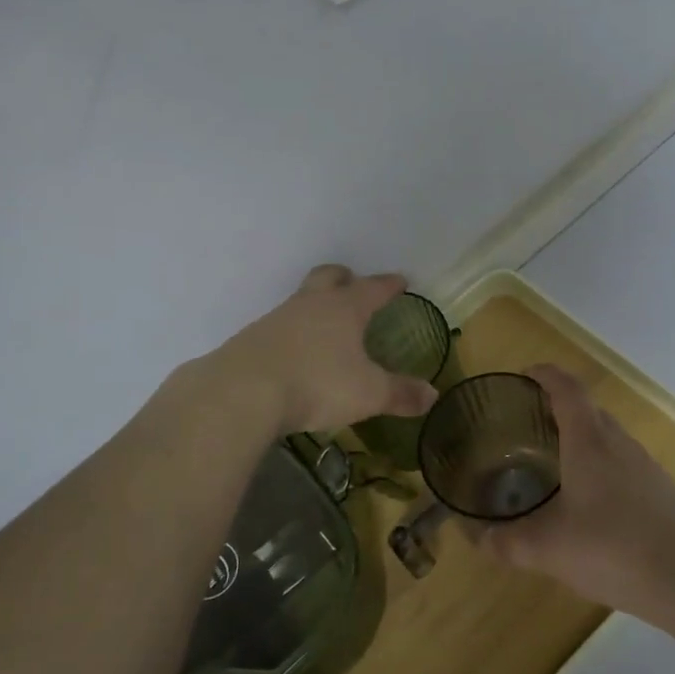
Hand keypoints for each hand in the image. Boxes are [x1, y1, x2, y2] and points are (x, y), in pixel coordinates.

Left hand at [212, 265, 440, 434]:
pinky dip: (293, 333)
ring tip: (325, 326)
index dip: (388, 285)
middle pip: (327, 277)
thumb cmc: (317, 383)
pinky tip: (295, 353)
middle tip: (353, 283)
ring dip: (315, 306)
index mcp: (344, 309)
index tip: (400, 281)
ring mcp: (277, 318)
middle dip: (343, 278)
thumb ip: (400, 393)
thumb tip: (432, 395)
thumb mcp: (368, 393)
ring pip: (301, 301)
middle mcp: (310, 304)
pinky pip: (279, 327)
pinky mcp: (252, 339)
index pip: (372, 288)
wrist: (242, 392)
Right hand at [477, 364, 674, 618]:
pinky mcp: (661, 492)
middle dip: (557, 407)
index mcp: (589, 441)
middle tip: (527, 423)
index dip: (545, 375)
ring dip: (580, 438)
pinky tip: (588, 503)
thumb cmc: (615, 548)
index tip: (524, 374)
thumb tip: (478, 537)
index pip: (566, 389)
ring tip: (552, 462)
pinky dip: (599, 467)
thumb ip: (509, 542)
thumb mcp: (549, 549)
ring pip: (607, 438)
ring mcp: (645, 467)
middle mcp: (619, 444)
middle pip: (587, 410)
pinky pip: (622, 464)